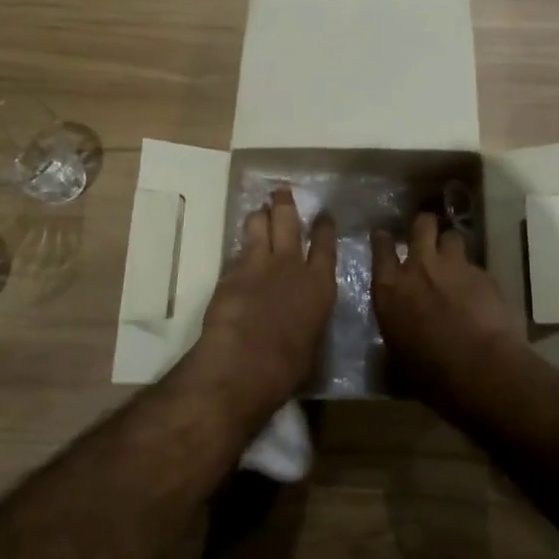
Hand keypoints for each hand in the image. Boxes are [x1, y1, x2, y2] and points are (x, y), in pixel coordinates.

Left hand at [189, 187, 336, 415]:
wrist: (243, 363)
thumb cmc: (286, 367)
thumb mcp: (311, 344)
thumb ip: (309, 321)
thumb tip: (304, 318)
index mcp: (320, 286)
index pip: (325, 247)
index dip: (324, 228)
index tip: (324, 214)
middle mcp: (292, 266)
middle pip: (289, 224)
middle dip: (285, 205)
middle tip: (281, 192)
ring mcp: (260, 265)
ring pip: (260, 226)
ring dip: (259, 215)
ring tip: (258, 210)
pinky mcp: (232, 272)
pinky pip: (238, 249)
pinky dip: (240, 244)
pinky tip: (238, 245)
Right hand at [372, 211, 523, 389]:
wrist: (479, 369)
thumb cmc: (429, 373)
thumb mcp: (397, 356)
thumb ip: (395, 331)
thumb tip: (396, 336)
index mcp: (390, 288)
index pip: (381, 248)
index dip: (383, 239)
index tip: (384, 236)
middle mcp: (420, 267)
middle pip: (421, 225)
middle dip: (424, 226)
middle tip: (426, 234)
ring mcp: (454, 267)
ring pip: (452, 237)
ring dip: (451, 246)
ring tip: (454, 261)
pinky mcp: (484, 274)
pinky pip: (475, 265)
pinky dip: (474, 275)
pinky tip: (479, 292)